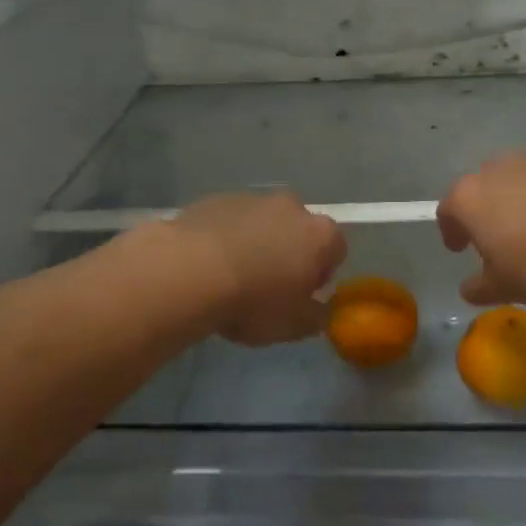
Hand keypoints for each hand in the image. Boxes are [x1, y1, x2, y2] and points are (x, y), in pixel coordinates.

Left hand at [172, 191, 346, 345]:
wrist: (189, 272)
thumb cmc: (254, 301)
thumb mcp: (293, 326)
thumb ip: (316, 317)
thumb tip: (319, 309)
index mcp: (320, 235)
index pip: (336, 250)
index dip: (321, 275)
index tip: (301, 296)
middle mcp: (291, 207)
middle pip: (299, 231)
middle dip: (289, 254)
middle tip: (268, 287)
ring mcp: (252, 199)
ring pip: (263, 224)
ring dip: (256, 244)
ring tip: (233, 278)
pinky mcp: (216, 199)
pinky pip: (230, 222)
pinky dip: (226, 238)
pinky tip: (208, 265)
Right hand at [437, 148, 525, 305]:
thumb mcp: (506, 288)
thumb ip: (479, 288)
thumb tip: (469, 288)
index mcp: (470, 198)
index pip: (448, 211)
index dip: (451, 231)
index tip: (460, 248)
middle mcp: (496, 168)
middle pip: (483, 188)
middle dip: (488, 211)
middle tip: (501, 239)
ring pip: (519, 177)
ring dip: (523, 198)